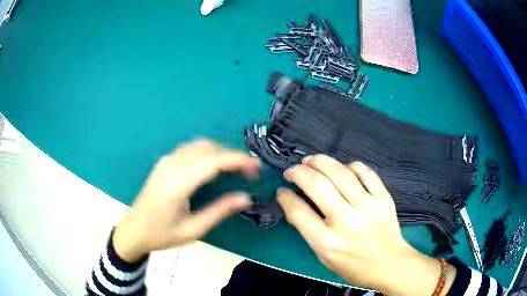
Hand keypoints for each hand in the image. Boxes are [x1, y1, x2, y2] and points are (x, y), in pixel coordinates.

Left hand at [113, 140, 258, 261]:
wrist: (134, 230)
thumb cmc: (162, 235)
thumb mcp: (193, 230)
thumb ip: (219, 211)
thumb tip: (245, 197)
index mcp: (177, 184)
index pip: (213, 162)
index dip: (238, 160)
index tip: (256, 166)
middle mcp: (171, 166)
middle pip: (208, 148)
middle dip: (232, 155)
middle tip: (249, 171)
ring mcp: (165, 161)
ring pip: (199, 145)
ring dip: (221, 152)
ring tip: (236, 168)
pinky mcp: (164, 162)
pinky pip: (190, 149)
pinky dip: (208, 152)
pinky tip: (215, 165)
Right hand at [277, 155, 454, 294]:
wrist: (390, 265)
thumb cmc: (354, 266)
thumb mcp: (324, 257)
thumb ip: (308, 231)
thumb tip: (294, 205)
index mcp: (327, 242)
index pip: (299, 212)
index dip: (286, 197)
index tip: (282, 190)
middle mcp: (346, 221)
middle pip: (317, 185)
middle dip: (299, 172)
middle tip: (293, 170)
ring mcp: (368, 207)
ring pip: (340, 173)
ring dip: (321, 162)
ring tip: (311, 160)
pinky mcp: (383, 198)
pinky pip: (366, 172)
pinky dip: (351, 165)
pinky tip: (343, 167)